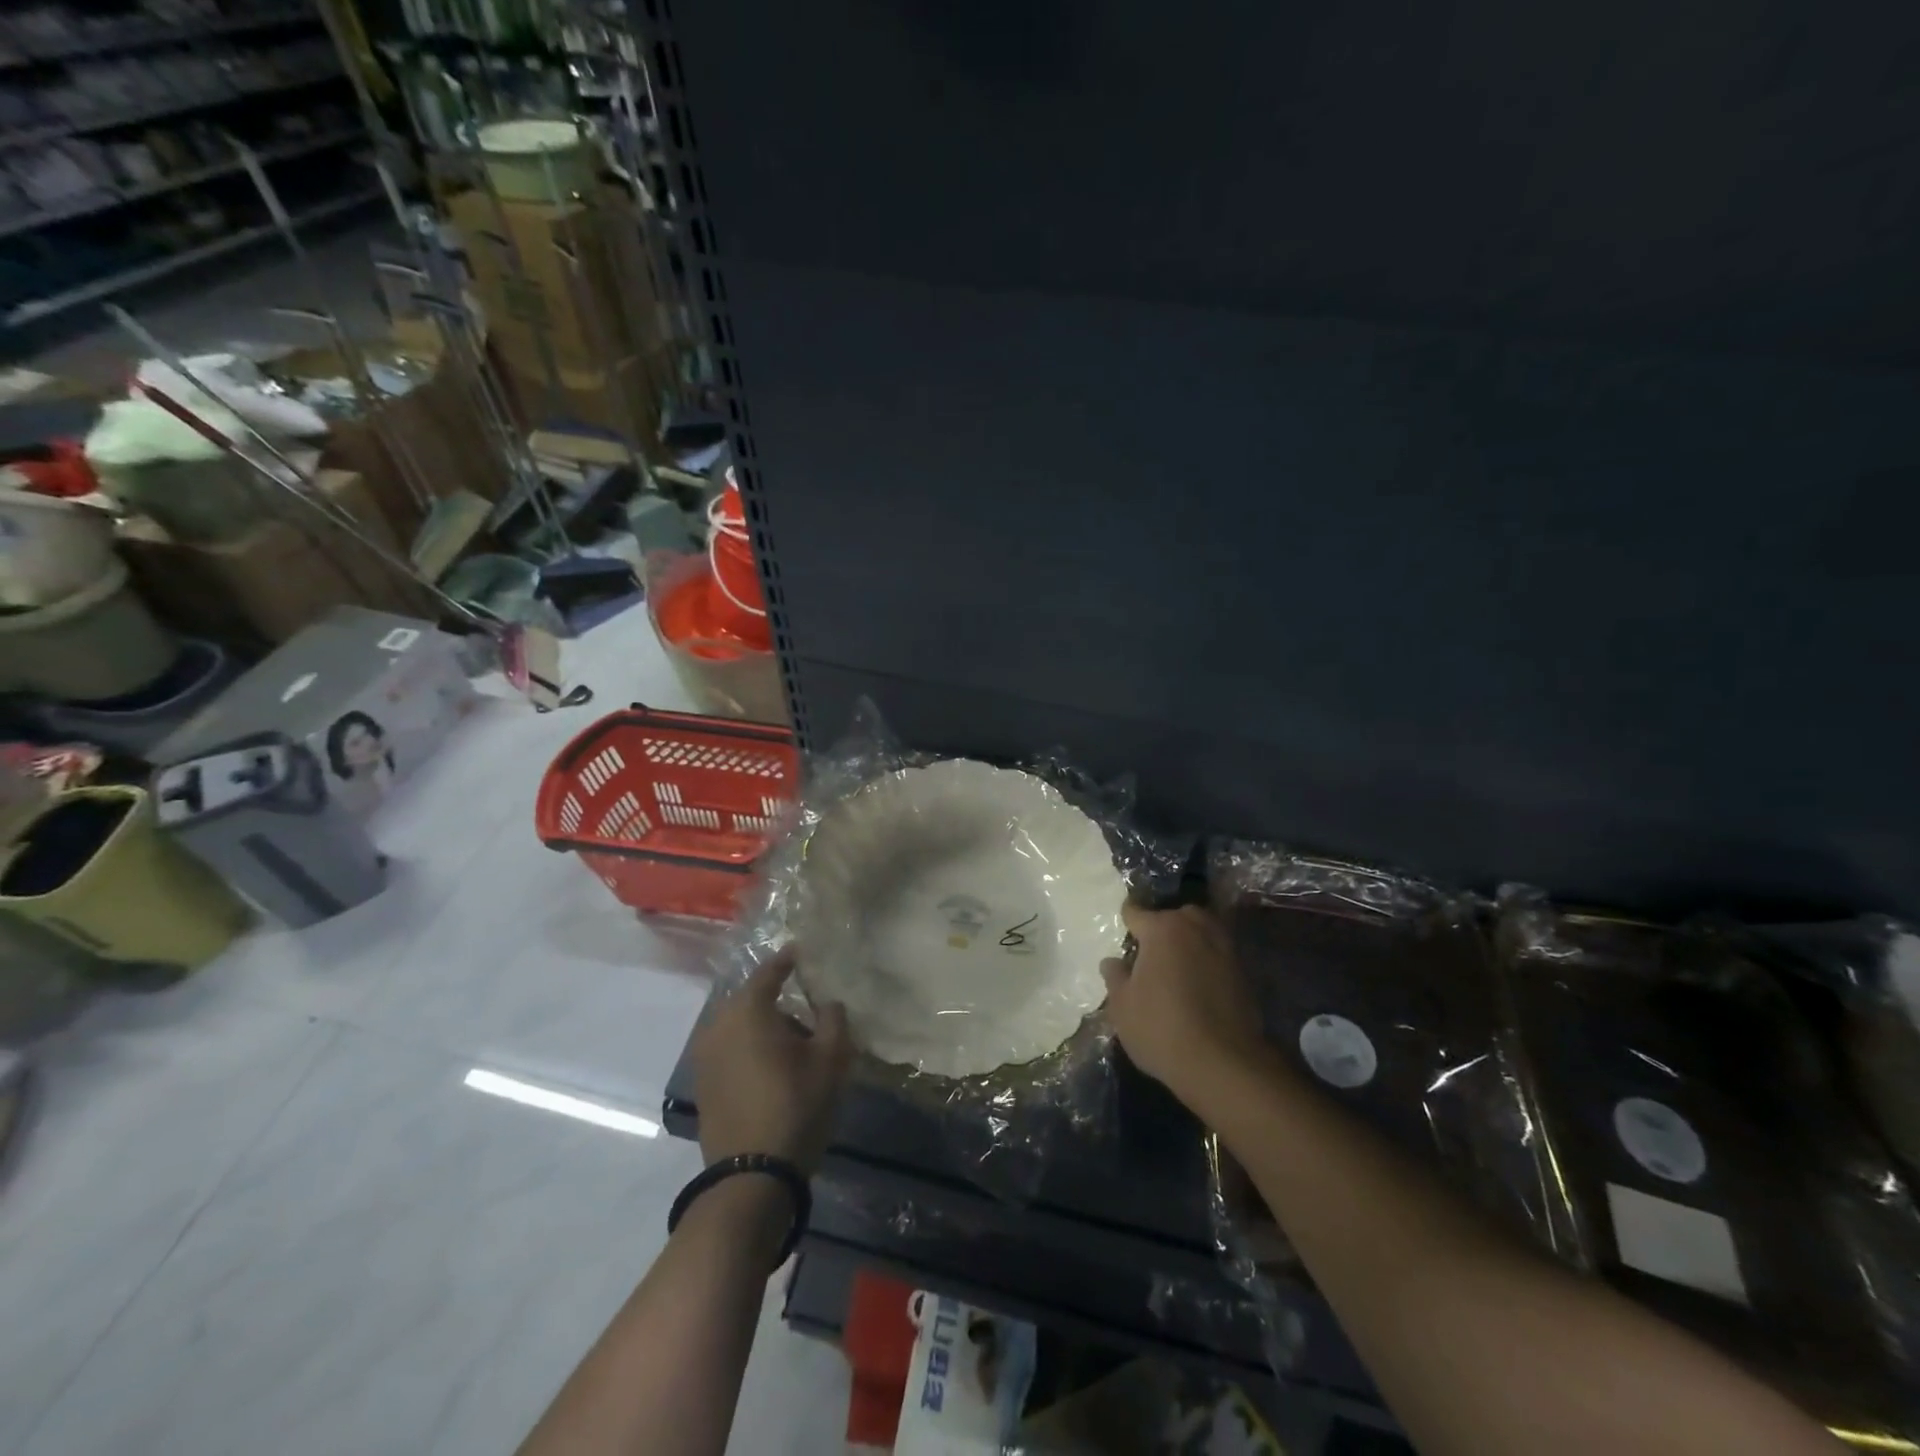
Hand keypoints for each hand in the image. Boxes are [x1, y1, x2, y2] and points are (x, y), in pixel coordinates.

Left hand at [693, 949, 852, 1172]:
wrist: (751, 1176)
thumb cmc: (795, 1106)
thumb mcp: (830, 1060)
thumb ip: (833, 1019)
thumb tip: (828, 1002)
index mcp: (748, 1010)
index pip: (770, 971)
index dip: (788, 959)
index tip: (803, 950)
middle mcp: (719, 1024)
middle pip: (752, 999)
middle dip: (778, 998)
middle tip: (808, 1005)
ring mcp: (705, 1056)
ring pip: (740, 1026)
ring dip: (764, 1026)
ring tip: (794, 1041)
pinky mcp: (704, 1083)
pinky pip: (731, 1048)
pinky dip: (750, 1047)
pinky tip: (773, 1065)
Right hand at [1101, 903, 1269, 1104]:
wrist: (1222, 1065)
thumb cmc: (1161, 1029)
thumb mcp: (1122, 1006)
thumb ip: (1115, 977)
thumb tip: (1112, 962)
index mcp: (1162, 929)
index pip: (1136, 912)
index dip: (1126, 922)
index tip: (1123, 933)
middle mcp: (1195, 929)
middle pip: (1174, 916)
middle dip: (1163, 927)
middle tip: (1151, 953)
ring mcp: (1224, 949)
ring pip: (1202, 931)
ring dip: (1189, 941)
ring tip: (1176, 965)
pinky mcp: (1244, 973)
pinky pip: (1218, 955)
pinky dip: (1207, 961)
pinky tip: (1197, 985)